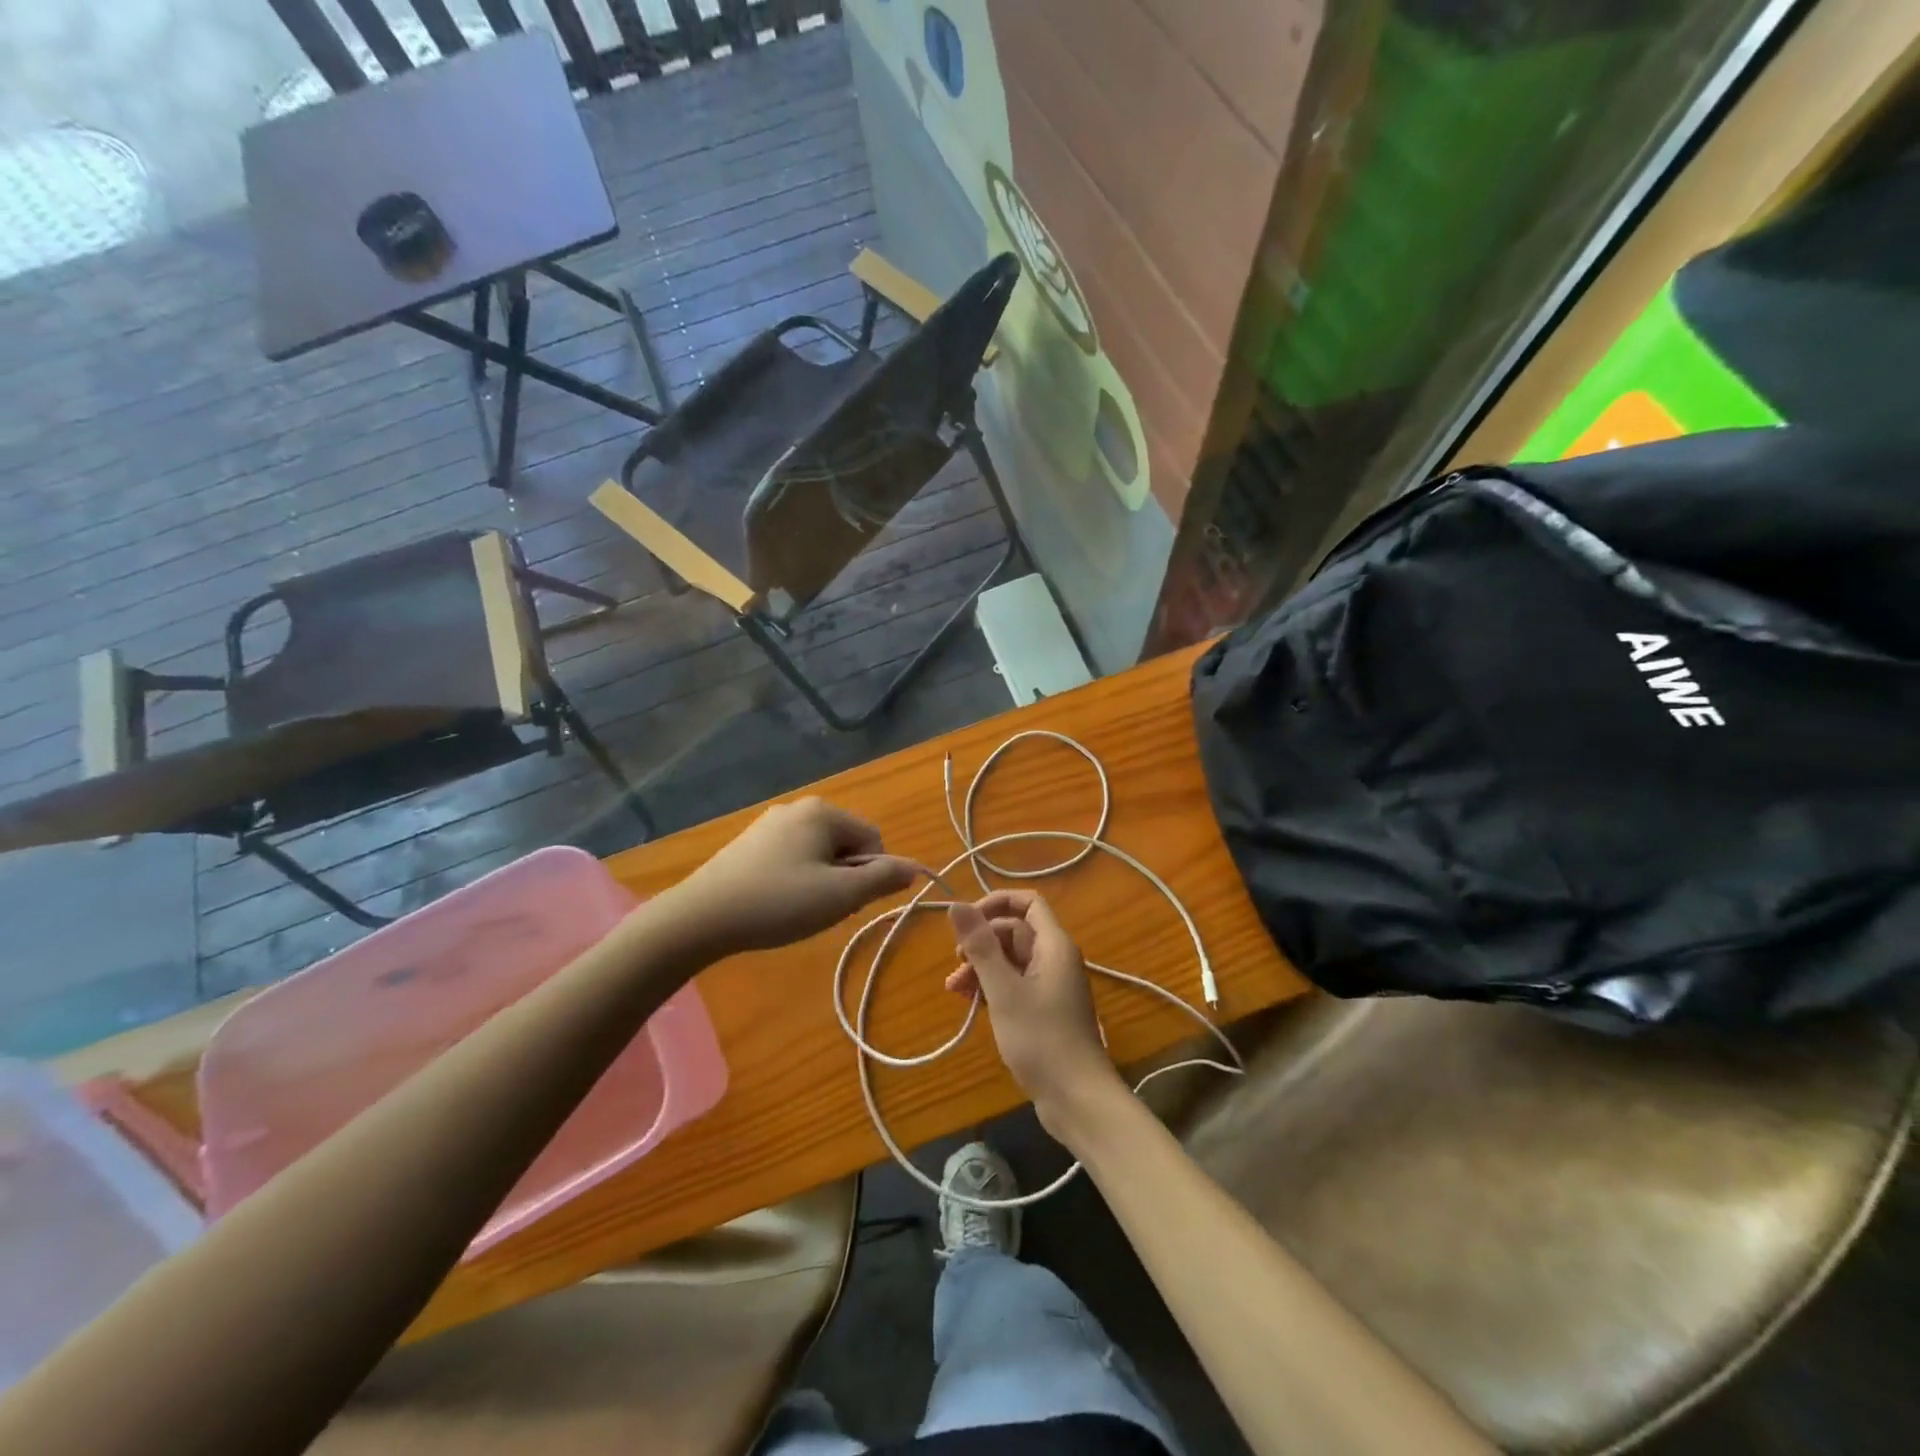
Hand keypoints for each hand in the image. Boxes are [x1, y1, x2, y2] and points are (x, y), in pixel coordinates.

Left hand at [670, 798, 915, 955]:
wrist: (701, 916)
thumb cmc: (779, 902)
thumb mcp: (841, 896)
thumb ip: (883, 879)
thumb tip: (915, 868)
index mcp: (824, 811)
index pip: (873, 839)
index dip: (870, 875)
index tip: (844, 901)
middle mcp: (798, 807)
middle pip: (846, 844)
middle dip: (844, 877)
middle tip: (820, 907)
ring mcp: (770, 823)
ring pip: (818, 853)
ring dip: (820, 881)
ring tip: (795, 908)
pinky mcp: (749, 843)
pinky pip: (791, 857)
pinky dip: (794, 879)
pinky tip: (774, 902)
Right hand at [948, 890, 1127, 1138]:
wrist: (1077, 1099)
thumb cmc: (1041, 1039)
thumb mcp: (1004, 991)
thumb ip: (980, 946)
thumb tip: (956, 905)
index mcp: (1054, 945)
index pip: (1028, 902)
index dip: (995, 903)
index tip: (966, 921)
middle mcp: (1055, 958)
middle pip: (1015, 932)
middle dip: (982, 942)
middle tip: (956, 965)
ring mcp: (1051, 986)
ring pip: (1012, 960)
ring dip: (982, 968)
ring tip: (954, 990)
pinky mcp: (1045, 1010)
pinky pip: (1015, 984)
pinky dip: (993, 988)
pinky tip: (971, 1004)